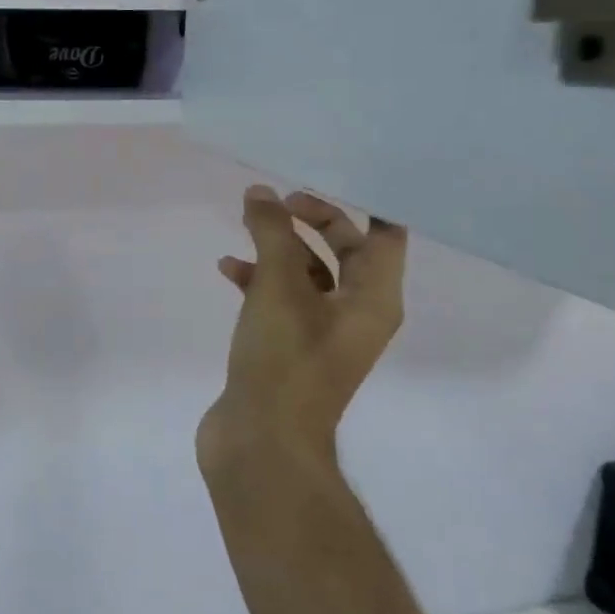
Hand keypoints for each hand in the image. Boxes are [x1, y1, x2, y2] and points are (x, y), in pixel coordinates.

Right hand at [202, 186, 407, 464]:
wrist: (261, 442)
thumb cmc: (284, 359)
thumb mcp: (279, 287)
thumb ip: (271, 234)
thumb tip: (261, 194)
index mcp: (373, 299)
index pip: (386, 235)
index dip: (368, 201)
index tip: (333, 172)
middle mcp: (355, 313)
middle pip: (344, 249)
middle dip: (313, 220)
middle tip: (280, 200)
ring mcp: (320, 332)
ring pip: (307, 274)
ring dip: (279, 248)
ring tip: (246, 223)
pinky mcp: (288, 346)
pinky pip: (280, 299)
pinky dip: (258, 279)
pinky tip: (227, 269)